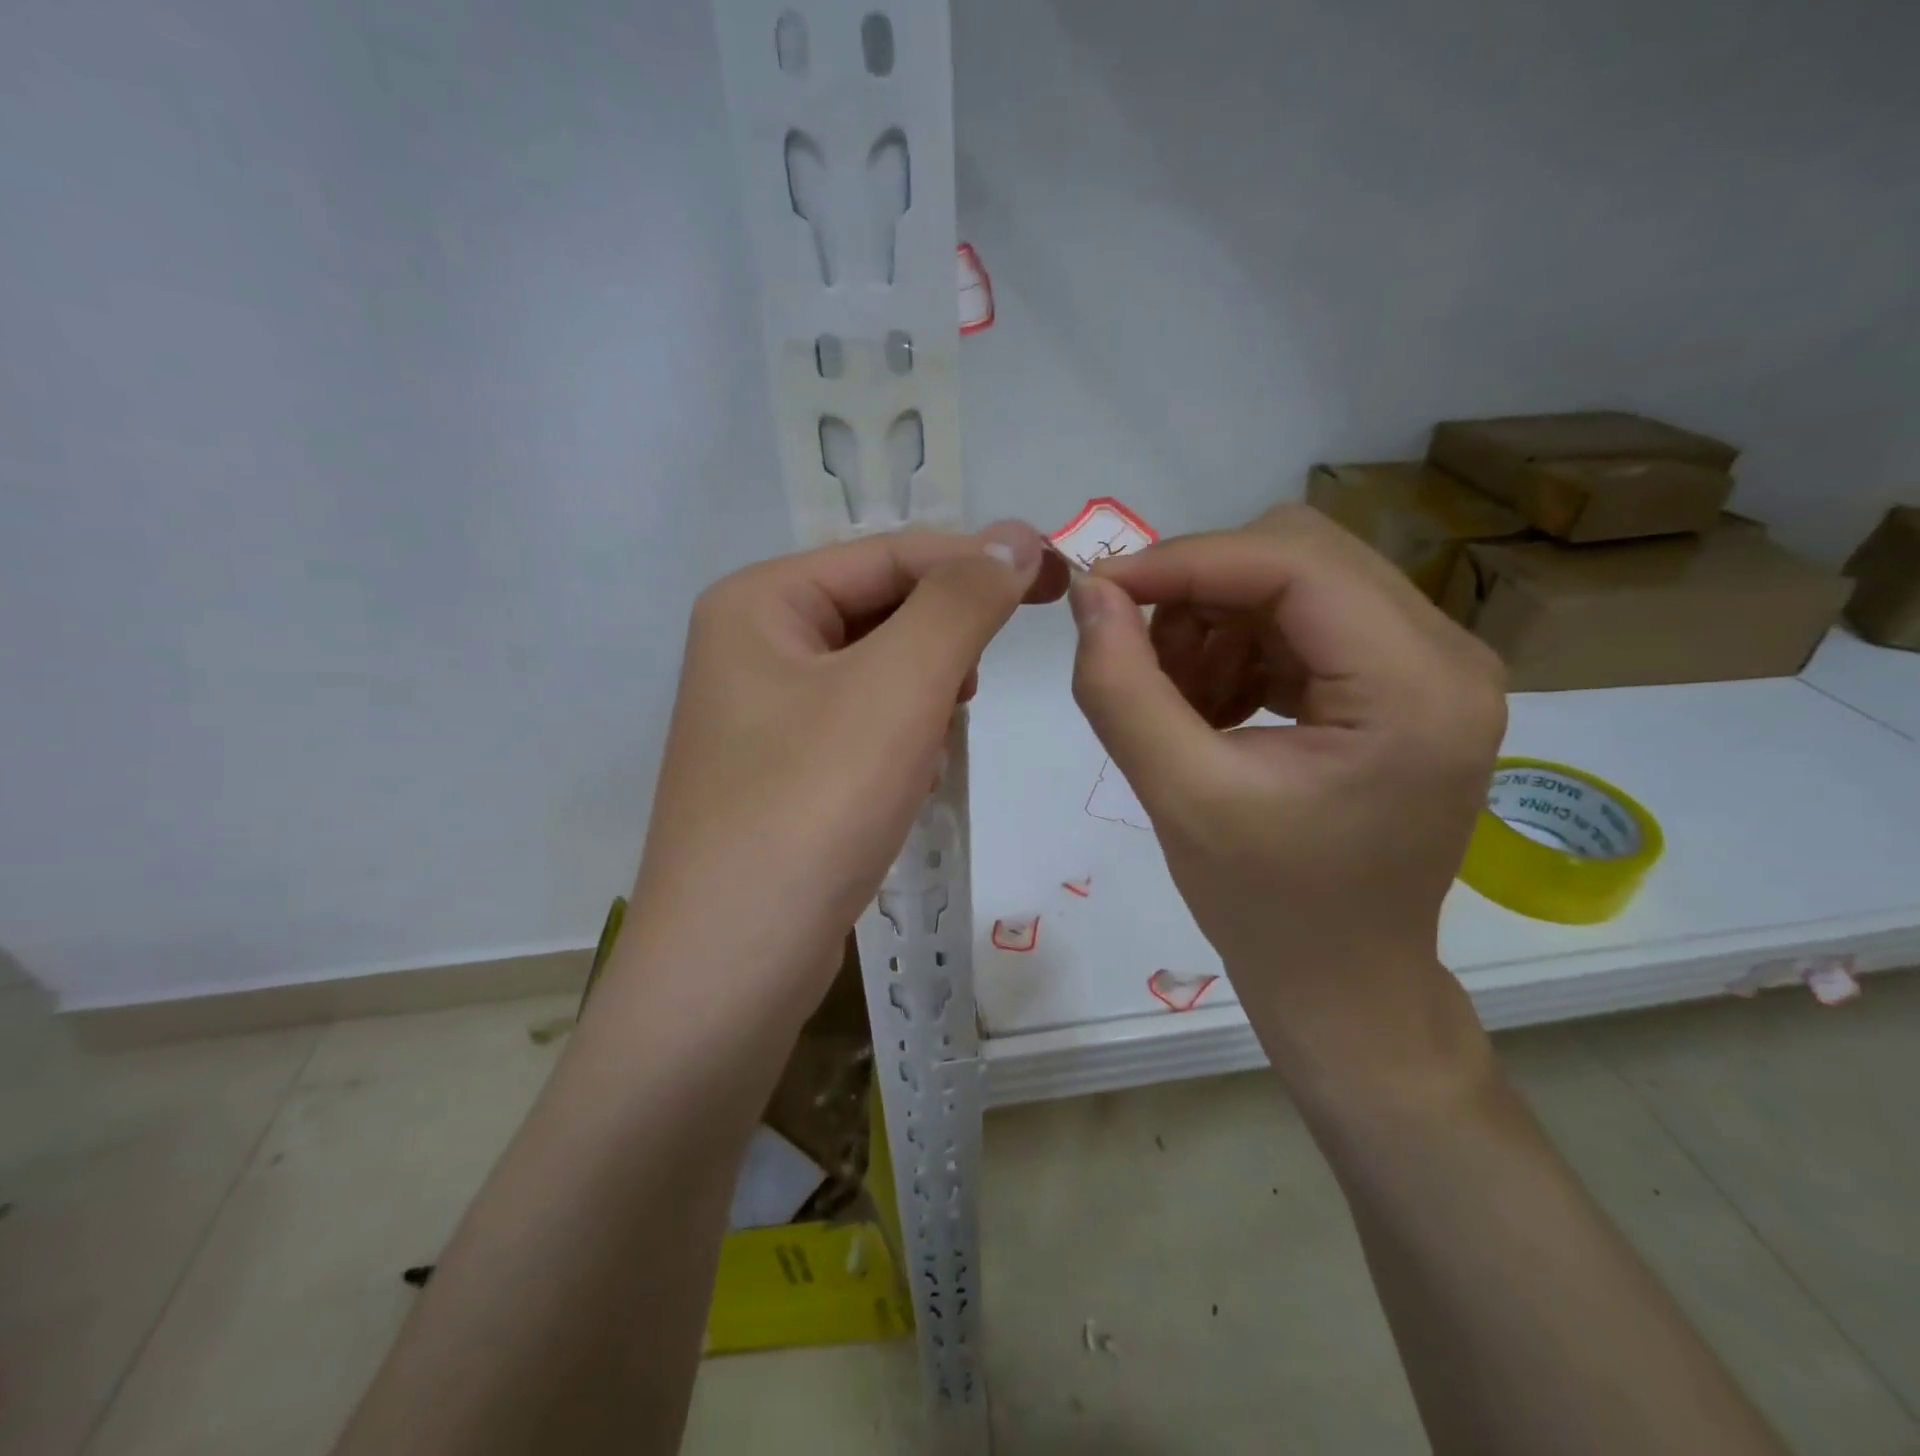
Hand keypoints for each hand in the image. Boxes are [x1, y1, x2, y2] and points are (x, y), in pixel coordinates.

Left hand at [621, 521, 1066, 1016]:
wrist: (733, 965)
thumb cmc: (814, 806)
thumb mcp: (898, 687)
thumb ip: (962, 601)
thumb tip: (1018, 537)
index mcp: (758, 602)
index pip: (890, 555)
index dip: (979, 562)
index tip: (1061, 582)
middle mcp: (749, 646)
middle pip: (880, 612)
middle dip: (940, 650)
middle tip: (970, 694)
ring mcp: (760, 715)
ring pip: (877, 674)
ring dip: (922, 702)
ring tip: (927, 752)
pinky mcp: (779, 773)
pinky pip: (861, 728)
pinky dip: (897, 744)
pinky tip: (902, 788)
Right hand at [1066, 505, 1505, 1087]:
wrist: (1341, 980)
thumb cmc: (1266, 906)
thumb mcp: (1178, 795)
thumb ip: (1121, 687)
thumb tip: (1089, 593)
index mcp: (1417, 687)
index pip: (1294, 562)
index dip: (1185, 561)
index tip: (1099, 590)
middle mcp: (1447, 656)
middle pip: (1299, 555)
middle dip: (1201, 595)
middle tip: (1144, 664)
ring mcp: (1432, 667)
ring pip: (1294, 582)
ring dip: (1215, 625)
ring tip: (1177, 705)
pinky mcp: (1402, 684)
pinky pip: (1301, 622)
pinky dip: (1238, 649)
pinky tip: (1211, 711)